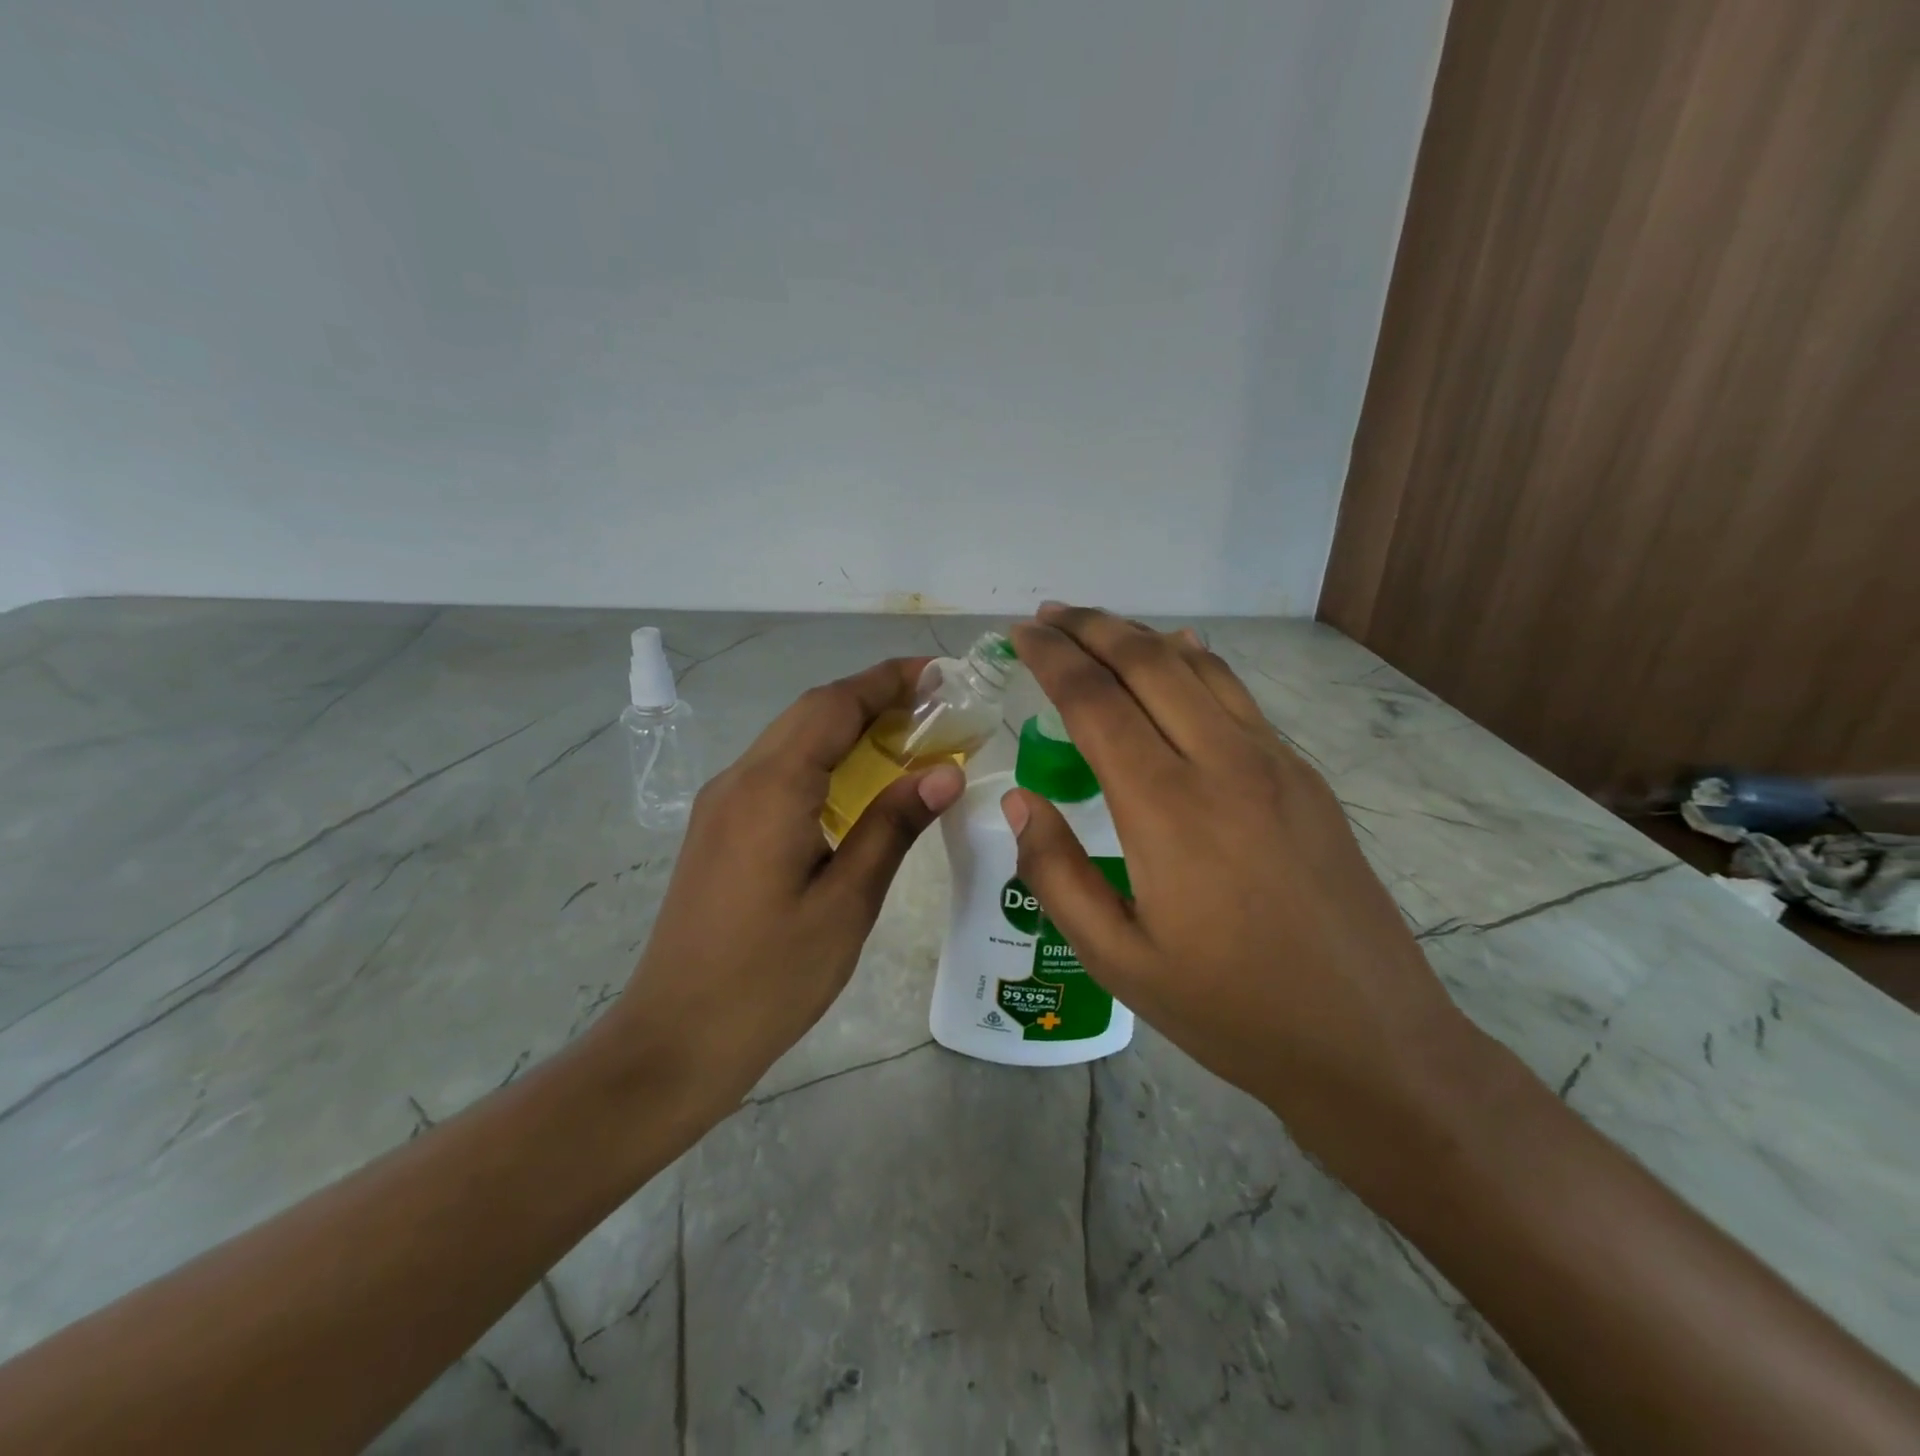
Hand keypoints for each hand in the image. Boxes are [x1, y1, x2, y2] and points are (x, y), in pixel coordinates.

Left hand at [606, 658, 965, 1114]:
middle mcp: (739, 781)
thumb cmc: (769, 978)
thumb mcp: (846, 903)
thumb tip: (944, 771)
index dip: (886, 680)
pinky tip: (857, 786)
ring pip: (791, 740)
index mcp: (771, 790)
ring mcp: (721, 804)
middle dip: (872, 697)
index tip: (937, 673)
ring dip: (847, 727)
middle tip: (934, 707)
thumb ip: (892, 827)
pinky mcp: (719, 829)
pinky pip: (777, 772)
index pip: (833, 705)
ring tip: (907, 738)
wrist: (675, 1040)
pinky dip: (823, 760)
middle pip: (810, 713)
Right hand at [1005, 605, 1478, 1161]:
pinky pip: (1239, 697)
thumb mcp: (1118, 959)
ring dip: (1141, 638)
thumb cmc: (1230, 1010)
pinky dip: (1196, 664)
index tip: (1021, 634)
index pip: (1095, 701)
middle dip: (1092, 628)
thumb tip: (1018, 800)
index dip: (1053, 658)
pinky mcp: (1305, 777)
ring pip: (1198, 668)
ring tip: (1098, 628)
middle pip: (1148, 663)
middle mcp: (1223, 764)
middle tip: (1048, 615)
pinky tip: (1179, 657)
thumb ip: (1057, 873)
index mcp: (1167, 809)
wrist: (1371, 1042)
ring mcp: (1274, 764)